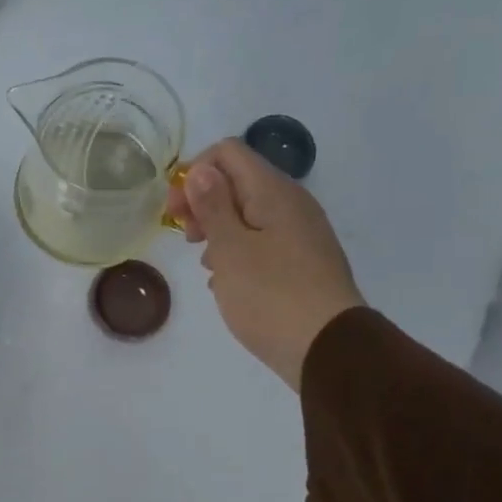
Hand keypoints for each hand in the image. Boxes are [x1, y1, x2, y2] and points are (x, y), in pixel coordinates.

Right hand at [165, 138, 364, 388]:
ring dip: (219, 231)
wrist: (326, 348)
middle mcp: (291, 204)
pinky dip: (238, 252)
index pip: (227, 153)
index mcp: (273, 192)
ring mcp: (300, 234)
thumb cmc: (270, 296)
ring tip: (206, 265)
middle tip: (186, 239)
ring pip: (248, 214)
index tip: (174, 211)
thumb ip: (213, 206)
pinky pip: (262, 242)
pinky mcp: (301, 262)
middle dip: (203, 203)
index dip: (194, 173)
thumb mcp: (230, 249)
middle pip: (237, 181)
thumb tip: (201, 170)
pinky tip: (226, 282)